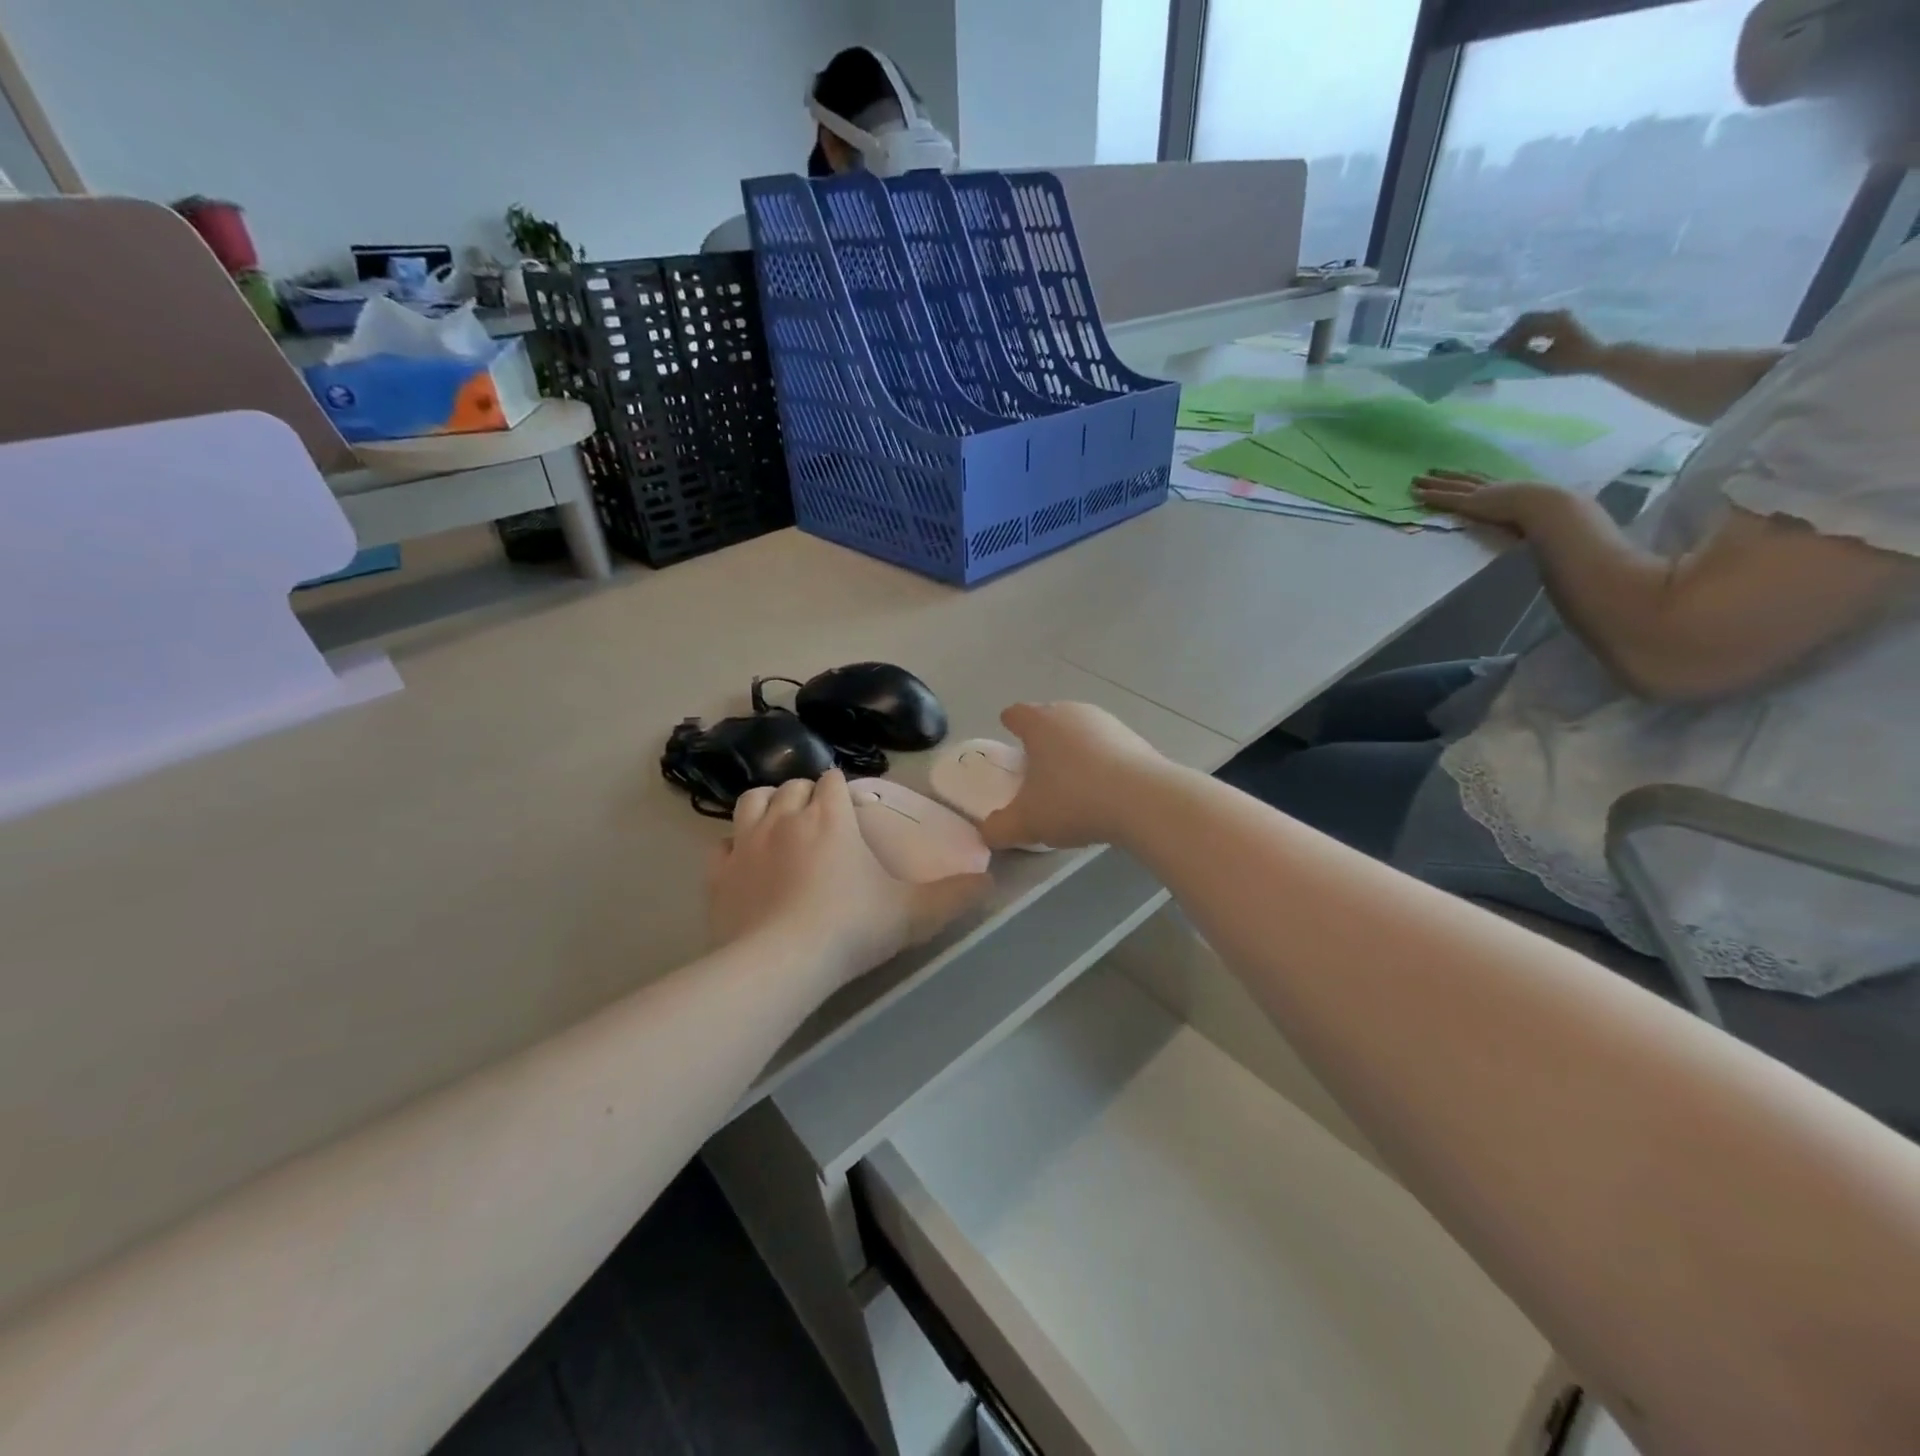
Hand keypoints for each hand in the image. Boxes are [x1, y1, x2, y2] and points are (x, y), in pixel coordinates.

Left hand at [708, 771, 989, 987]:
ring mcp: (745, 844)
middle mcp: (785, 818)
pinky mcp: (718, 874)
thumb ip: (954, 896)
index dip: (841, 789)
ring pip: (752, 801)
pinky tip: (746, 864)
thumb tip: (991, 882)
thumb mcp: (913, 914)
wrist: (778, 965)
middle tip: (820, 821)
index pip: (832, 781)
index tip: (850, 808)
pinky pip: (722, 845)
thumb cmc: (850, 928)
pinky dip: (735, 846)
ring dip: (767, 806)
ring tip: (780, 826)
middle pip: (792, 786)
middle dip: (806, 795)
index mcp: (830, 817)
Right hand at [980, 703, 1167, 851]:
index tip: (1007, 732)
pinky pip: (1107, 747)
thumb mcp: (1026, 822)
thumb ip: (999, 828)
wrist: (1144, 801)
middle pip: (1049, 718)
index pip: (1016, 714)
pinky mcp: (1135, 739)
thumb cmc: (1073, 801)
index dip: (1009, 723)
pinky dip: (1099, 762)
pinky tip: (1101, 789)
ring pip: (1080, 731)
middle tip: (1035, 766)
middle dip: (1041, 738)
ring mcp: (1107, 723)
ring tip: (1070, 781)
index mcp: (1040, 723)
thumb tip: (988, 832)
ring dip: (1073, 750)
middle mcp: (1072, 712)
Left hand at [1412, 471, 1567, 533]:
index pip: (1487, 482)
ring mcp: (1480, 494)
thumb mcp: (1540, 513)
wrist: (1548, 507)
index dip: (1472, 478)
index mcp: (1512, 490)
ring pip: (1450, 486)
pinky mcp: (1470, 503)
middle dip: (1447, 476)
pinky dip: (1430, 496)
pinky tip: (1416, 493)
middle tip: (1431, 471)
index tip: (1462, 473)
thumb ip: (1533, 518)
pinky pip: (1445, 498)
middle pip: (1464, 480)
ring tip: (1415, 479)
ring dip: (1431, 483)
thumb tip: (1537, 525)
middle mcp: (1494, 488)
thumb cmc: (1551, 514)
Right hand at [1493, 310, 1604, 375]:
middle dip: (1509, 335)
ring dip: (1517, 334)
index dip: (1506, 340)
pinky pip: (1538, 322)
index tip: (1495, 353)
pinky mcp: (1561, 320)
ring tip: (1507, 349)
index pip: (1524, 327)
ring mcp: (1560, 315)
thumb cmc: (1574, 362)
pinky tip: (1520, 345)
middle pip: (1526, 320)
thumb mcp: (1546, 363)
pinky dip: (1526, 333)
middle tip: (1497, 350)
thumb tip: (1506, 356)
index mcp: (1556, 323)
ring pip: (1531, 320)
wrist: (1599, 356)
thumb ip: (1525, 357)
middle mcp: (1558, 314)